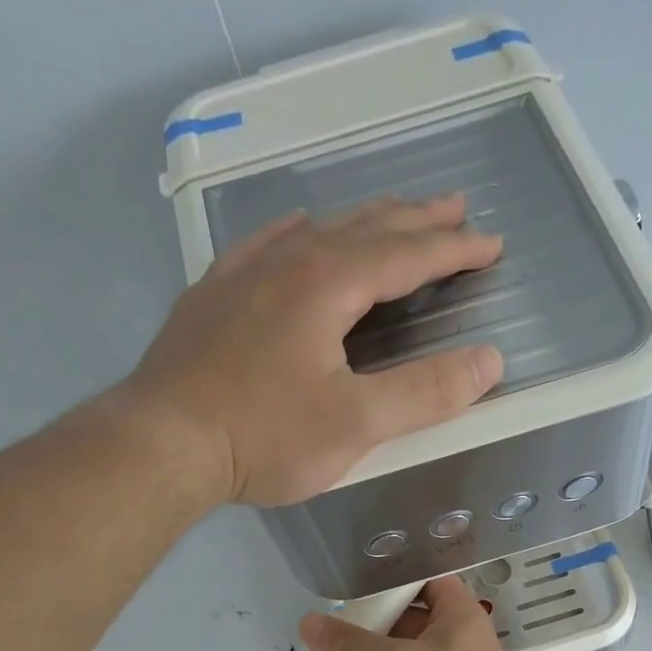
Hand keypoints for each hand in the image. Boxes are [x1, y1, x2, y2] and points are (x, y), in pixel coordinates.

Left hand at [123, 195, 505, 507]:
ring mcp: (243, 273)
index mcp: (327, 283)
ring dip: (364, 221)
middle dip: (417, 219)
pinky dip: (298, 231)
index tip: (492, 244)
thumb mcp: (356, 424)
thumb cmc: (263, 436)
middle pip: (365, 227)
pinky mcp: (213, 295)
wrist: (160, 443)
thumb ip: (426, 392)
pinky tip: (299, 227)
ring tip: (393, 215)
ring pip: (318, 230)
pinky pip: (266, 243)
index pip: (407, 254)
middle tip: (455, 207)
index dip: (454, 248)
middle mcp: (287, 261)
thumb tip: (489, 360)